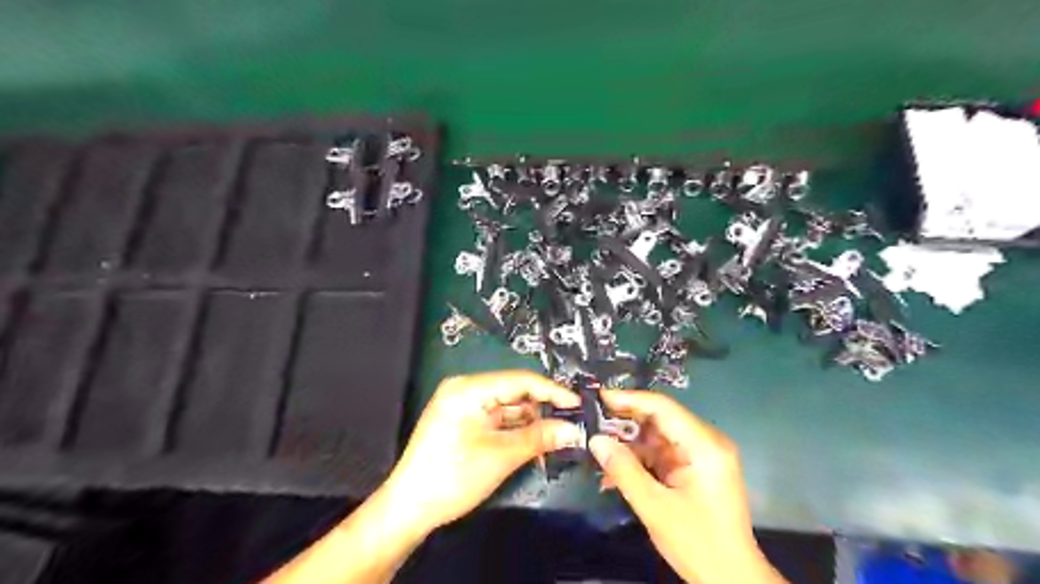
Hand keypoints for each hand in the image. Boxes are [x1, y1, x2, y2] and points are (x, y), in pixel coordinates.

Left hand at [382, 372, 581, 534]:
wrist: (409, 509)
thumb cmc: (452, 477)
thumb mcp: (501, 456)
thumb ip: (540, 438)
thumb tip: (574, 430)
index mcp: (469, 388)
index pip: (520, 380)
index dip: (552, 391)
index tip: (578, 404)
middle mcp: (465, 389)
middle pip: (514, 392)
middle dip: (543, 408)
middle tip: (572, 422)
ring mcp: (464, 406)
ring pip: (508, 407)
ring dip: (532, 422)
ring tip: (560, 434)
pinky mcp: (464, 422)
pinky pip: (497, 420)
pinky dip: (517, 430)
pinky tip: (537, 441)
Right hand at [589, 391, 783, 582]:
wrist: (732, 579)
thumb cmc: (698, 543)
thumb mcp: (655, 507)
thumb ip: (624, 470)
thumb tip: (595, 440)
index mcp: (705, 445)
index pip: (663, 407)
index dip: (629, 399)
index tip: (598, 398)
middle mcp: (707, 442)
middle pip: (660, 419)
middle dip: (625, 423)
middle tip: (592, 424)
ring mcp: (702, 454)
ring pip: (658, 436)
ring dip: (630, 445)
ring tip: (599, 451)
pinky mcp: (696, 468)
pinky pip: (662, 453)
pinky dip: (640, 460)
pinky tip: (616, 472)